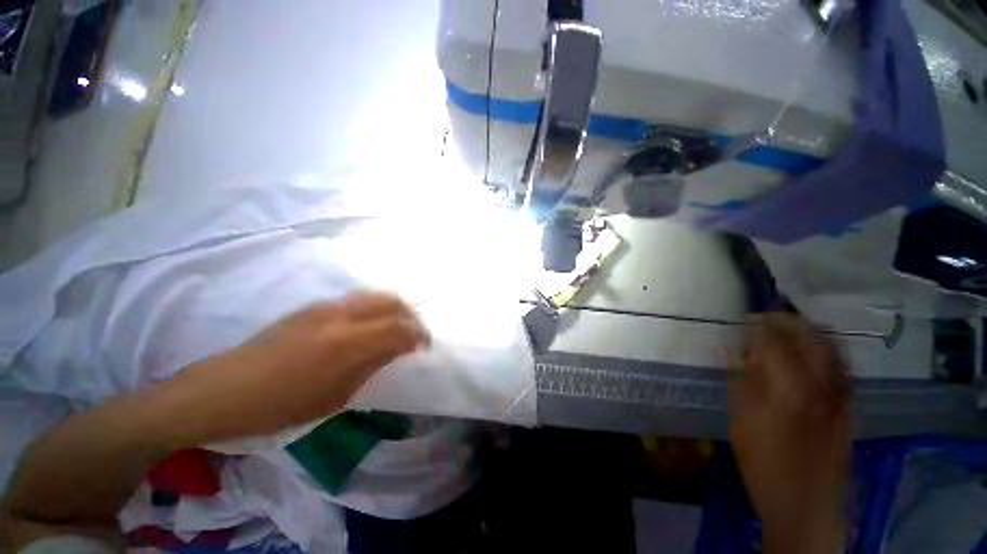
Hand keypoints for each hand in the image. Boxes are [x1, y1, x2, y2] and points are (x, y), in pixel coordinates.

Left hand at [173, 292, 429, 440]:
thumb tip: (396, 349)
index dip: (419, 335)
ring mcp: (325, 307)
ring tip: (396, 326)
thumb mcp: (335, 397)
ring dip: (394, 308)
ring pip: (375, 295)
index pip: (399, 329)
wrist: (224, 390)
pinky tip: (369, 325)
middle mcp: (341, 316)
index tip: (425, 346)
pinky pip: (357, 299)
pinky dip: (374, 308)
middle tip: (414, 333)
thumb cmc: (281, 406)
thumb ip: (371, 365)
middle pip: (392, 302)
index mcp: (347, 344)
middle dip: (411, 316)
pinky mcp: (313, 306)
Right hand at [729, 313, 850, 553]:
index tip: (745, 318)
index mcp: (788, 390)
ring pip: (831, 348)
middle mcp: (821, 386)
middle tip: (765, 318)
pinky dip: (827, 350)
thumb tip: (733, 349)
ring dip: (809, 331)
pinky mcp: (850, 407)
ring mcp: (841, 397)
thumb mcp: (740, 421)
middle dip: (787, 321)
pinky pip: (842, 366)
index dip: (760, 324)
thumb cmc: (764, 465)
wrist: (807, 506)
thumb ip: (739, 380)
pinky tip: (812, 352)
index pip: (776, 341)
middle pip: (810, 337)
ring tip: (788, 328)